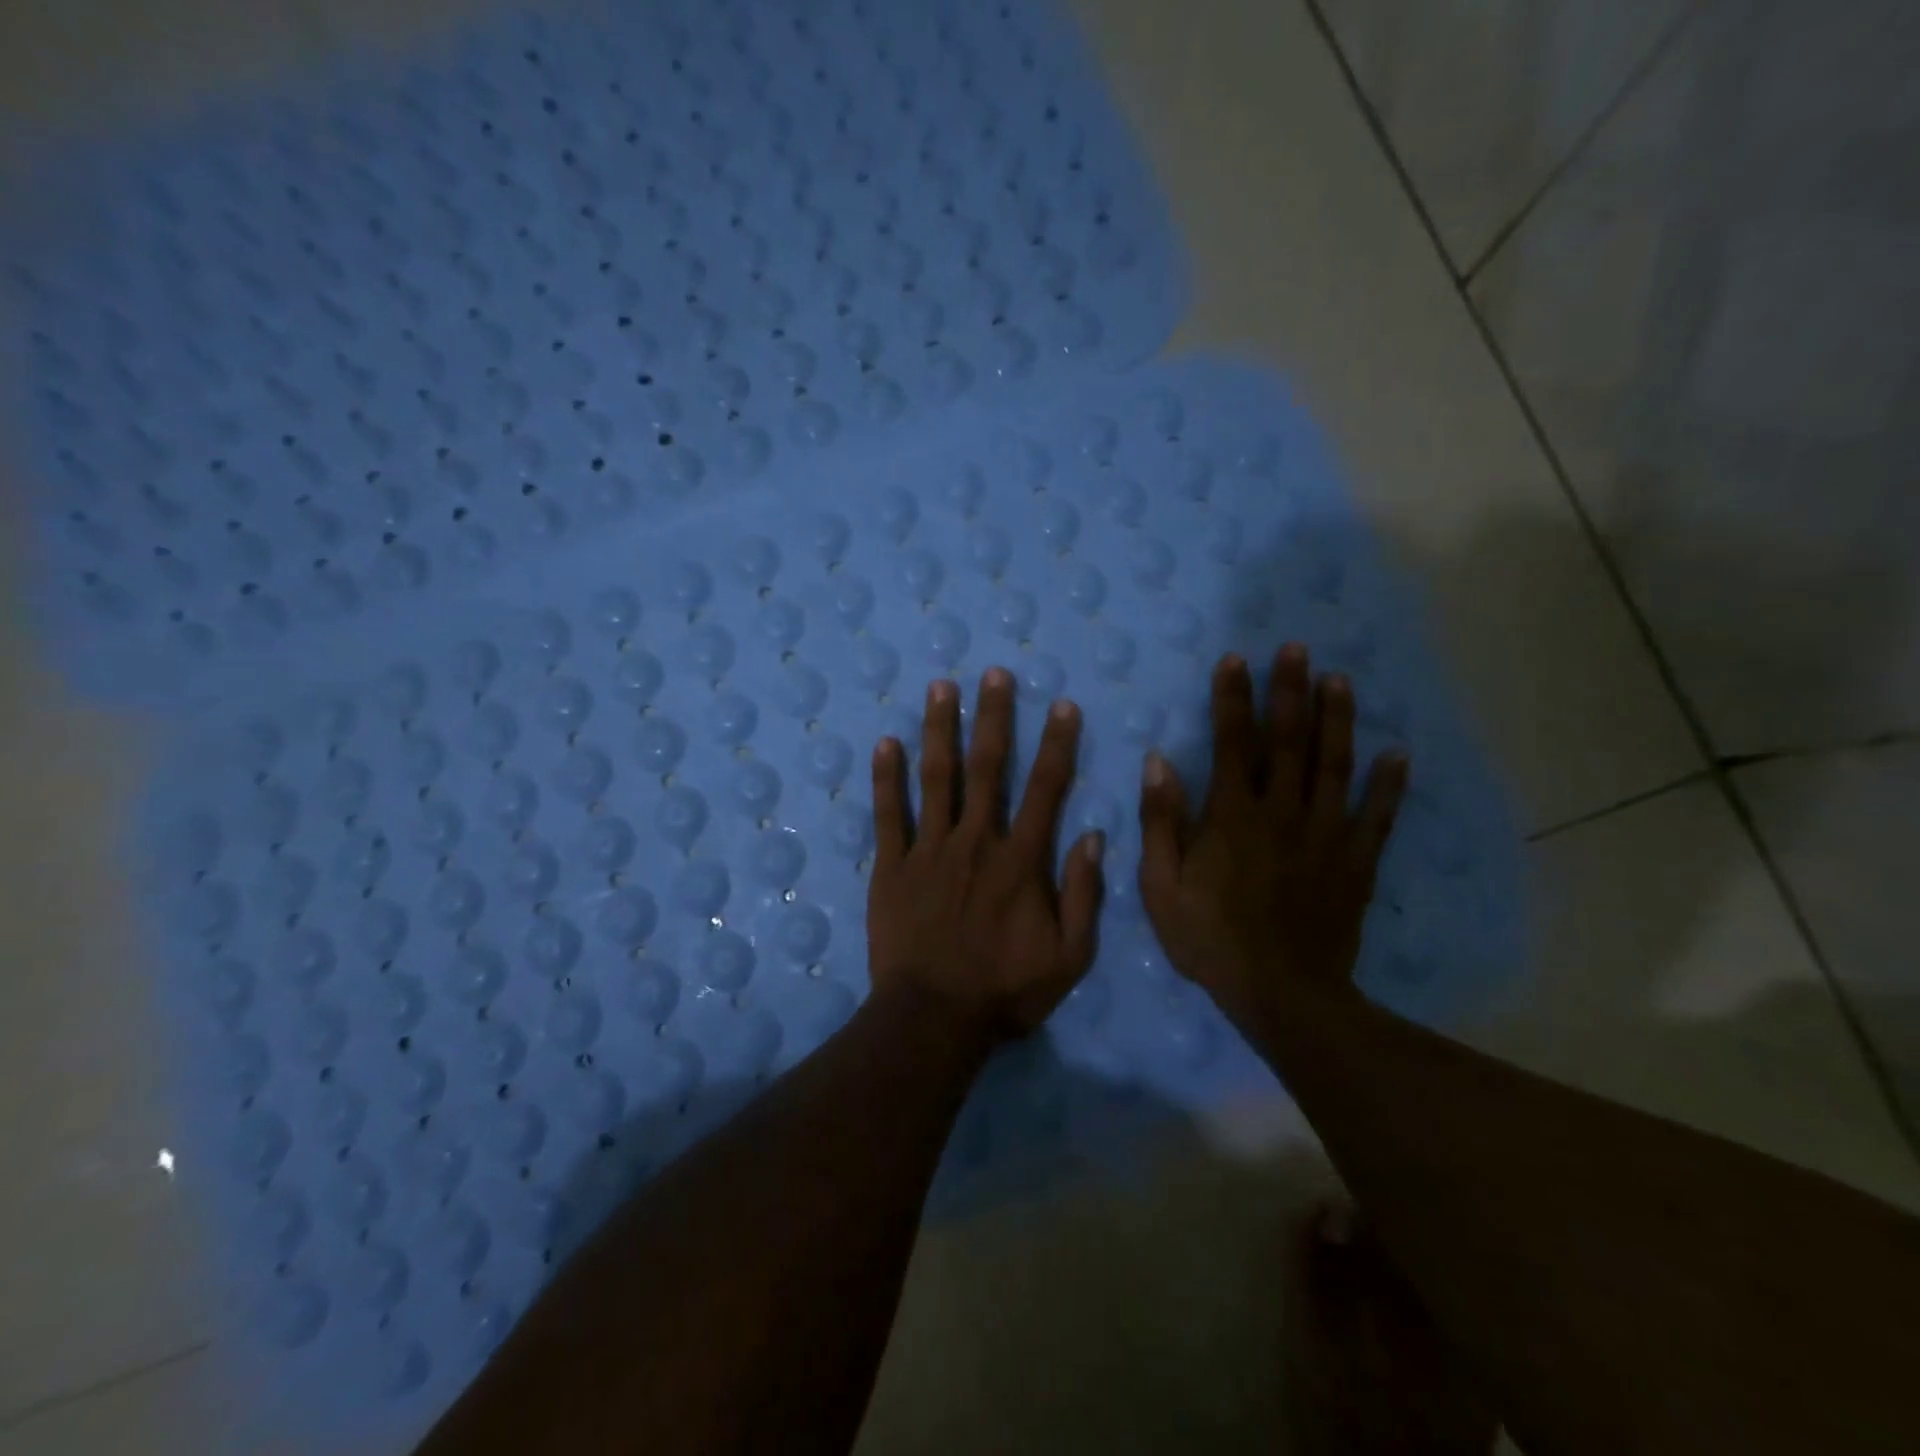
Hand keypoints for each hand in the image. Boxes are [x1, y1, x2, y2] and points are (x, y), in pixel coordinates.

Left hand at [868, 667, 1104, 1039]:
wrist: (933, 1019)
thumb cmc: (1006, 991)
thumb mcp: (1070, 957)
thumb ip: (1084, 895)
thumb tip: (1095, 837)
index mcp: (1020, 861)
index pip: (1045, 790)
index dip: (1056, 744)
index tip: (1060, 705)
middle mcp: (975, 842)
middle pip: (987, 768)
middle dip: (993, 717)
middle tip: (993, 673)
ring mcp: (928, 851)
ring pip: (936, 778)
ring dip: (940, 729)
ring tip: (941, 687)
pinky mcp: (891, 866)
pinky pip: (888, 815)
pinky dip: (887, 778)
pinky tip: (886, 743)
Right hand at [1137, 646, 1407, 1028]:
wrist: (1282, 994)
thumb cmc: (1210, 939)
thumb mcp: (1161, 886)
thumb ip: (1161, 821)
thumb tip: (1159, 762)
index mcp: (1232, 816)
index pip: (1232, 743)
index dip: (1232, 699)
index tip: (1235, 660)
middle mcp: (1282, 812)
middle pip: (1289, 741)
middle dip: (1290, 691)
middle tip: (1297, 649)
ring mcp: (1325, 835)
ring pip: (1334, 766)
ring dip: (1337, 720)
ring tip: (1340, 680)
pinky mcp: (1355, 863)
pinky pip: (1377, 817)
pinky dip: (1389, 786)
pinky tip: (1398, 754)